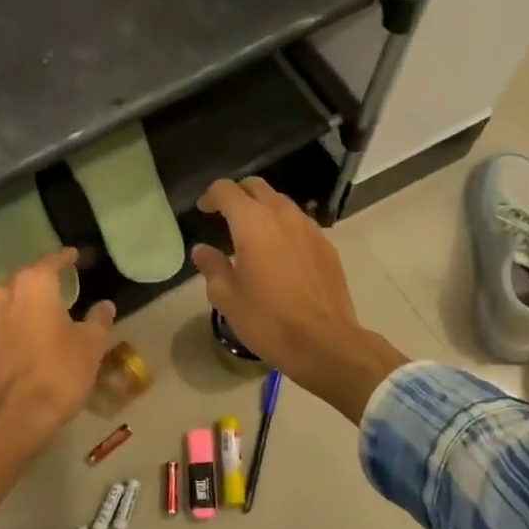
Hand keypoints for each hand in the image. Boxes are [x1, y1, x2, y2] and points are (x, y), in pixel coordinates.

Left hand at [0, 248, 116, 448]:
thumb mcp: (91, 345)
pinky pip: (2, 324)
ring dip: (28, 303)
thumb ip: (99, 320)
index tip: (76, 256)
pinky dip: (17, 325)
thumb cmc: (58, 372)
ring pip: (11, 301)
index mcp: (33, 284)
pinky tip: (30, 337)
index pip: (52, 261)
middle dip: (44, 280)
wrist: (13, 419)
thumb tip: (104, 306)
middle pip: (26, 278)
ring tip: (48, 311)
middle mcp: (4, 294)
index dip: (66, 258)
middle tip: (64, 284)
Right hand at [192, 179, 407, 421]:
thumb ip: (212, 266)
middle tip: (225, 215)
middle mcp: (282, 215)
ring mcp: (309, 227)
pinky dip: (284, 226)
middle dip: (238, 194)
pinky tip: (280, 252)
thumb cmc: (268, 320)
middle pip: (256, 186)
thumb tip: (202, 250)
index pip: (226, 190)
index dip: (210, 196)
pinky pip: (300, 222)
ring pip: (281, 202)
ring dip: (263, 208)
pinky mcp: (326, 244)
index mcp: (252, 223)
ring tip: (253, 234)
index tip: (203, 211)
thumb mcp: (227, 298)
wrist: (325, 342)